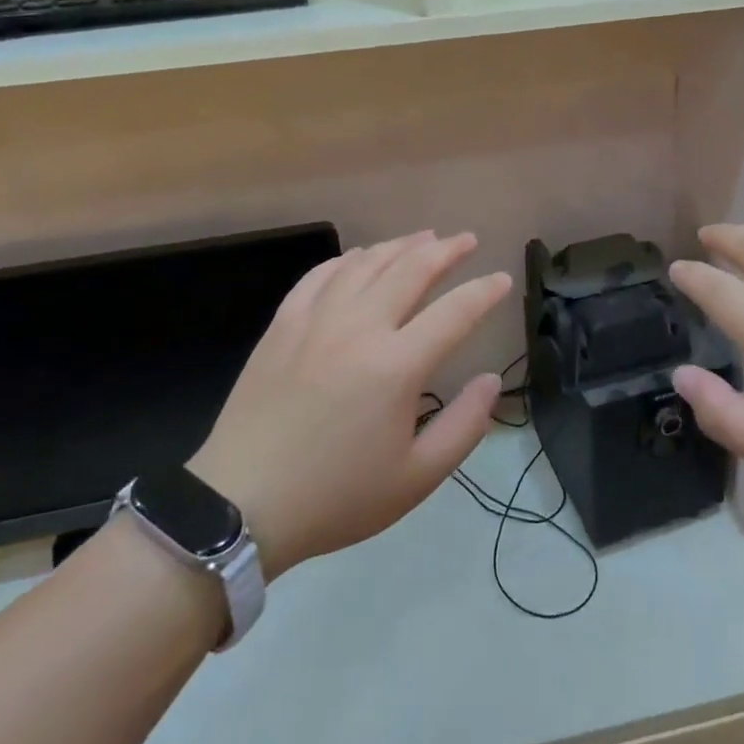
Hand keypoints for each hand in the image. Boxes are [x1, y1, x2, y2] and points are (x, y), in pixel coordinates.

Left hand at [188, 232, 511, 579]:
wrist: (241, 505)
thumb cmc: (336, 496)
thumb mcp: (415, 479)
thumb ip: (464, 426)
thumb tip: (491, 380)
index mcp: (397, 366)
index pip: (455, 312)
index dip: (484, 292)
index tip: (503, 279)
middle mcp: (360, 328)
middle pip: (411, 270)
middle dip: (446, 250)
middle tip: (467, 240)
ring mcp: (316, 321)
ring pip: (366, 263)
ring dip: (401, 246)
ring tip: (423, 238)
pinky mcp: (283, 325)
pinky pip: (320, 275)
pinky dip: (348, 259)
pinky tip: (360, 258)